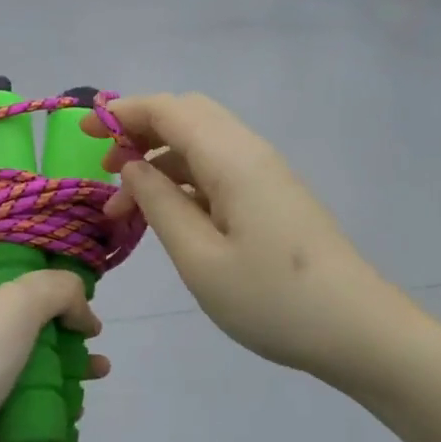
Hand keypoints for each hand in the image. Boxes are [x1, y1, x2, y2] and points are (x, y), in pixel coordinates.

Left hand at [0, 253, 105, 441]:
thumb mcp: (18, 304)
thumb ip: (59, 290)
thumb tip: (82, 314)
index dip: (17, 247)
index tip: (55, 258)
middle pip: (14, 301)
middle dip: (56, 311)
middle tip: (87, 323)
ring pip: (22, 347)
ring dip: (63, 355)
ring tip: (98, 368)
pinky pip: (18, 387)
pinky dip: (47, 392)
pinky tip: (76, 403)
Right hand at [84, 94, 409, 381]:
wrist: (357, 331)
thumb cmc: (272, 300)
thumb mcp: (199, 258)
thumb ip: (160, 204)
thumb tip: (133, 166)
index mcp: (232, 160)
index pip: (169, 110)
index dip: (122, 112)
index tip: (83, 133)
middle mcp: (251, 154)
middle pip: (188, 117)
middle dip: (139, 131)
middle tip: (103, 167)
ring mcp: (265, 176)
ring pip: (201, 146)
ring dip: (158, 162)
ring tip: (122, 206)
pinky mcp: (272, 199)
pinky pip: (218, 172)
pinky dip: (182, 181)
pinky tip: (164, 214)